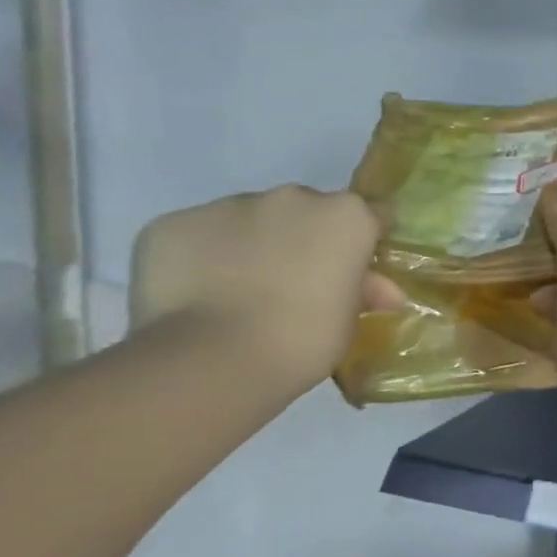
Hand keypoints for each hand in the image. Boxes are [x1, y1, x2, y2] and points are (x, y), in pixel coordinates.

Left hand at [130, 185, 401, 393]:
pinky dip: (202, 258)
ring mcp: (228, 206)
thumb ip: (365, 291)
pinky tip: (198, 294)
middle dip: (304, 238)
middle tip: (296, 283)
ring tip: (238, 292)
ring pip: (248, 219)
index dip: (364, 241)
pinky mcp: (172, 224)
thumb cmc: (306, 338)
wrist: (214, 359)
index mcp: (346, 215)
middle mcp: (292, 197)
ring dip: (252, 244)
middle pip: (306, 211)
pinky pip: (197, 236)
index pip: (371, 214)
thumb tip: (384, 292)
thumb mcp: (351, 318)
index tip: (356, 268)